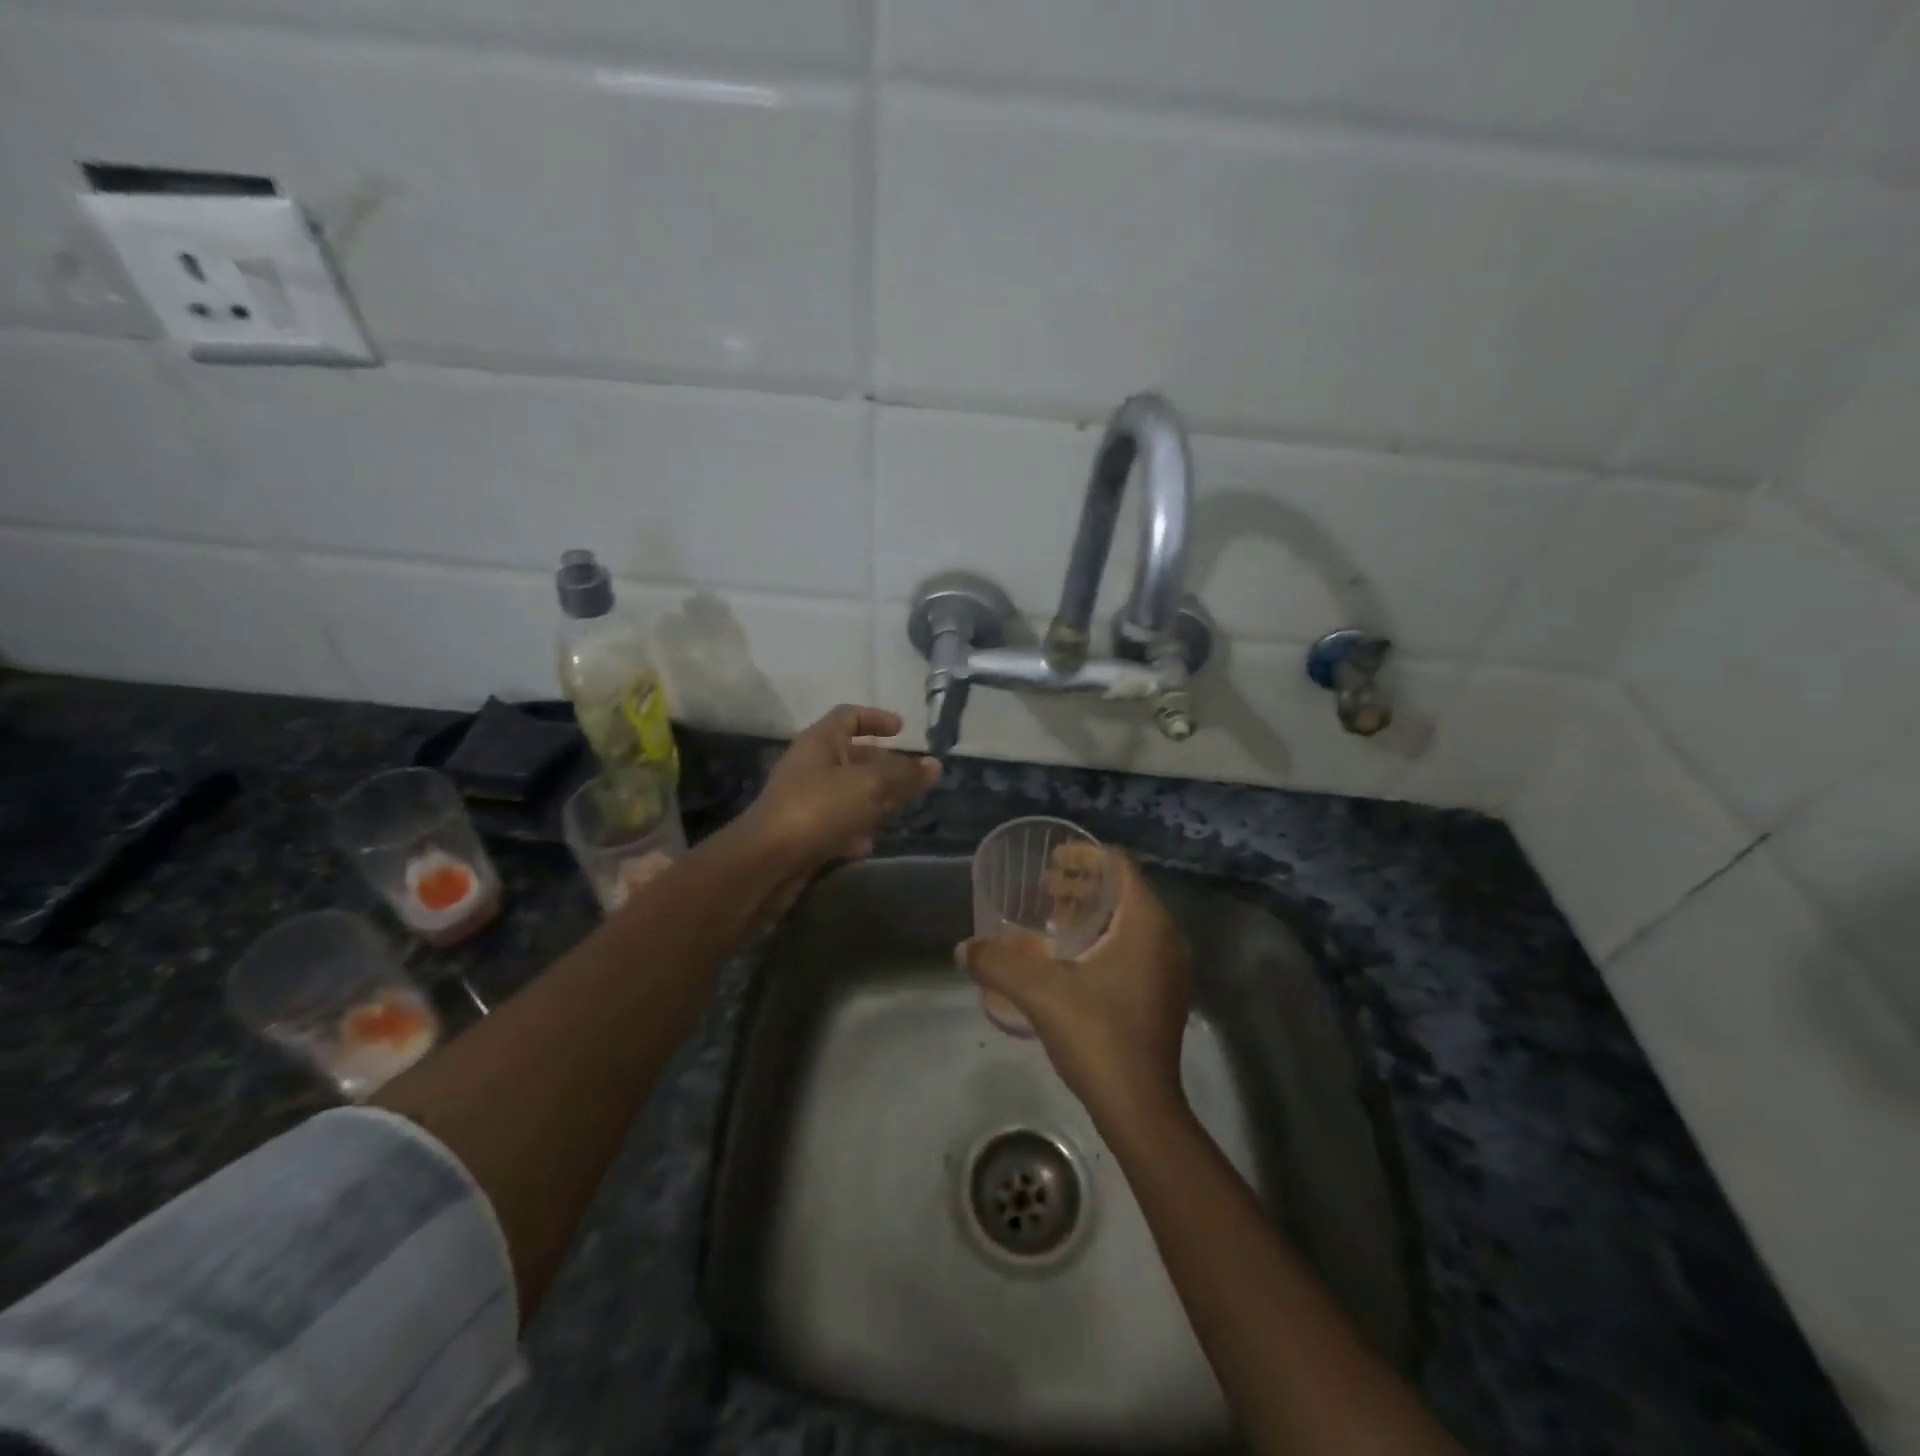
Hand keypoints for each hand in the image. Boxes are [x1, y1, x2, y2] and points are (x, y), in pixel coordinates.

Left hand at [741, 705, 940, 872]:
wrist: (766, 863)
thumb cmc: (818, 809)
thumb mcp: (869, 785)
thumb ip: (904, 774)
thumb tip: (934, 765)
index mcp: (819, 742)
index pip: (849, 716)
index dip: (876, 718)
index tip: (903, 730)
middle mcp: (809, 766)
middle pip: (851, 756)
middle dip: (884, 765)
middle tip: (912, 777)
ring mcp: (803, 801)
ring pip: (846, 792)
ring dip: (873, 798)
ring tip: (900, 809)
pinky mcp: (802, 833)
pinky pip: (835, 824)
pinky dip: (854, 829)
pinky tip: (870, 843)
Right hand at [958, 852, 1192, 1129]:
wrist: (1141, 1109)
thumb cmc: (1098, 1037)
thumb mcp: (1040, 993)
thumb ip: (998, 963)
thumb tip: (963, 948)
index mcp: (1146, 924)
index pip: (1119, 864)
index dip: (1084, 854)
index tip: (1050, 862)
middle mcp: (1167, 938)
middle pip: (1124, 890)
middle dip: (1083, 883)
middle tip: (1043, 890)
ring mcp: (1170, 968)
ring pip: (1130, 920)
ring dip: (1093, 912)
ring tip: (1053, 921)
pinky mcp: (1165, 993)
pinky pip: (1136, 946)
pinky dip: (1105, 938)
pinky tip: (1073, 961)